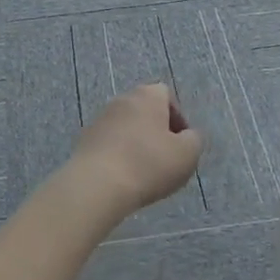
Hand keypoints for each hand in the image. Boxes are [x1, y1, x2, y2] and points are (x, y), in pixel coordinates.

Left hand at [64, 83, 203, 216]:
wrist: (97, 184)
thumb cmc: (149, 164)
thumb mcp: (187, 154)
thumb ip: (194, 140)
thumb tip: (187, 136)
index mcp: (147, 96)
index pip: (166, 95)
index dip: (177, 118)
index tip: (181, 143)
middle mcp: (122, 99)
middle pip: (145, 110)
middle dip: (157, 131)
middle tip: (166, 157)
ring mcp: (100, 119)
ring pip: (126, 127)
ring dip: (137, 143)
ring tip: (144, 171)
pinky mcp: (85, 140)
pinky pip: (110, 143)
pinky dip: (119, 154)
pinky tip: (124, 177)